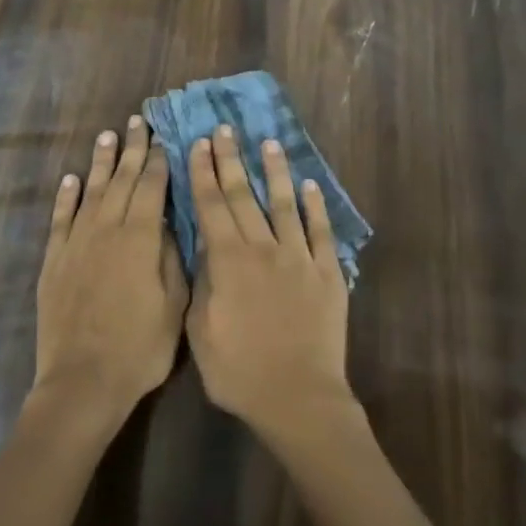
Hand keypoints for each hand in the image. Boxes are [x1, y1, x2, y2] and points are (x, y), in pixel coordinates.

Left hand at [33, 118, 186, 422]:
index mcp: (140, 238)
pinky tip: (71, 179)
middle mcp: (106, 230)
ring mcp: (76, 244)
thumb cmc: (140, 347)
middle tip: (138, 122)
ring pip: (92, 192)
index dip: (160, 161)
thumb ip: (172, 258)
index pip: (152, 187)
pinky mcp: (54, 262)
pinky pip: (60, 219)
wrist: (82, 381)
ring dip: (101, 163)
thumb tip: (169, 223)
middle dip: (133, 150)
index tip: (165, 138)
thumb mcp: (174, 305)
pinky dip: (66, 197)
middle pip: (123, 181)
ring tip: (108, 136)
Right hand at [184, 125, 352, 434]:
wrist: (298, 396)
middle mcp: (263, 249)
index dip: (203, 173)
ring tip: (269, 143)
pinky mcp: (327, 272)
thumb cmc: (239, 372)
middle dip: (231, 160)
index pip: (211, 207)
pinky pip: (320, 231)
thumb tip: (202, 248)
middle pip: (243, 196)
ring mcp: (299, 257)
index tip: (199, 144)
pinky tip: (310, 186)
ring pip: (284, 204)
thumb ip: (201, 284)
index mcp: (228, 262)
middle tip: (225, 129)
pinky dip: (315, 206)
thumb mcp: (200, 332)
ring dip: (275, 171)